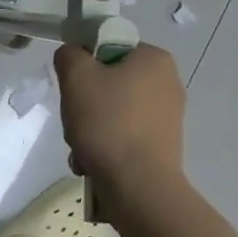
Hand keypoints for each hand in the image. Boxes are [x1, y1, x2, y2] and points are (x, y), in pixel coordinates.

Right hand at [52, 42, 186, 215]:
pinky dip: (106, 148)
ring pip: (113, 112)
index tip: (73, 85)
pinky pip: (124, 137)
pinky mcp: (163, 148)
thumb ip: (69, 54)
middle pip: (109, 82)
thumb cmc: (109, 123)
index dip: (85, 63)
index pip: (109, 46)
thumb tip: (73, 56)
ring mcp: (167, 118)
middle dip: (85, 103)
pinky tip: (93, 165)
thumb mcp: (76, 77)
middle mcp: (168, 83)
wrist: (139, 190)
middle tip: (75, 119)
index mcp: (155, 59)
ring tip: (81, 150)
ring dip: (90, 129)